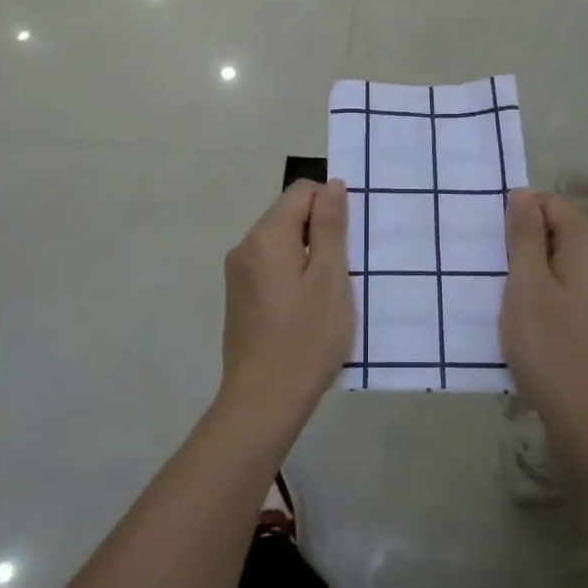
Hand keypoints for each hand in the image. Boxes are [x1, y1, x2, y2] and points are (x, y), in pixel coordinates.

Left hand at [218, 179, 353, 430]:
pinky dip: (293, 275)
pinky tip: (308, 309)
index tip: (349, 243)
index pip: (302, 191)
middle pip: (289, 216)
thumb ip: (331, 227)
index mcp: (266, 236)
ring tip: (329, 294)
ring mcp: (238, 274)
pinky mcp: (239, 297)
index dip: (331, 206)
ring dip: (309, 256)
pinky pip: (271, 267)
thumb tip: (332, 185)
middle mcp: (245, 247)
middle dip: (321, 233)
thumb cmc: (305, 339)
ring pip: (281, 243)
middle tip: (345, 271)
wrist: (263, 402)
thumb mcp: (330, 279)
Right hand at [500, 189, 587, 445]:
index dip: (520, 214)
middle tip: (496, 270)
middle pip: (561, 229)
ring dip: (534, 268)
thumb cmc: (550, 346)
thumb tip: (523, 193)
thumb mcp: (526, 286)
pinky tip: (530, 315)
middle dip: (526, 242)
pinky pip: (571, 284)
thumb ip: (524, 236)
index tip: (494, 244)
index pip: (552, 204)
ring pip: (564, 259)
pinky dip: (548, 289)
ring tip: (507, 294)